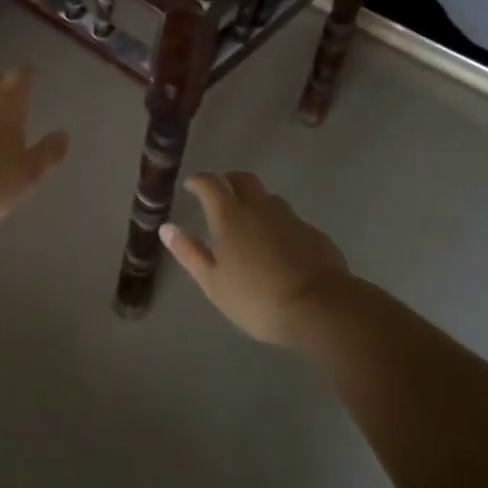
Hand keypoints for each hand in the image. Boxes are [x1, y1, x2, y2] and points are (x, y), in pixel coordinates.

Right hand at [160, 172, 349, 345]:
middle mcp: (259, 207)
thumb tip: (167, 227)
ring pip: (269, 198)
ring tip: (250, 221)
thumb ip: (190, 253)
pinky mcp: (314, 233)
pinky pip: (291, 220)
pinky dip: (279, 225)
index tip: (191, 185)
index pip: (210, 184)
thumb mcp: (214, 283)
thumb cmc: (257, 298)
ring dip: (256, 201)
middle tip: (221, 192)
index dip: (199, 180)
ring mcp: (290, 218)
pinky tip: (280, 247)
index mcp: (229, 215)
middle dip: (229, 180)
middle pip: (243, 179)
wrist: (321, 307)